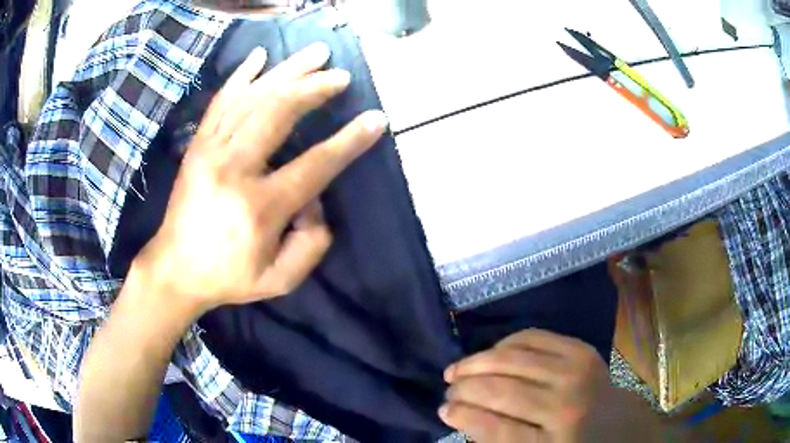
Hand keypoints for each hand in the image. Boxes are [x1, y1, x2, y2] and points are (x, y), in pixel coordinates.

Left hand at [135, 42, 387, 314]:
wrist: (175, 269)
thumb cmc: (229, 277)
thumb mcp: (280, 279)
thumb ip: (311, 244)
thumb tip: (315, 200)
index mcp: (258, 207)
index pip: (314, 165)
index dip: (349, 140)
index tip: (375, 118)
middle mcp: (233, 169)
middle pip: (278, 113)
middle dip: (314, 88)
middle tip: (340, 76)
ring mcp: (210, 151)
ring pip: (252, 98)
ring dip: (287, 71)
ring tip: (315, 54)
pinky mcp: (197, 145)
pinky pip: (220, 101)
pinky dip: (241, 75)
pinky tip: (259, 56)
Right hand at [440, 329, 659, 442]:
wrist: (615, 423)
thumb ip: (497, 440)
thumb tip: (460, 415)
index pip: (496, 429)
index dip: (463, 416)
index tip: (444, 411)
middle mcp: (567, 406)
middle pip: (502, 390)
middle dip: (465, 388)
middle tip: (448, 390)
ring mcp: (577, 371)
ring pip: (513, 358)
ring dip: (476, 362)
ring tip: (457, 370)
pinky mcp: (581, 349)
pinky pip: (532, 337)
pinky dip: (504, 344)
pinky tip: (490, 355)